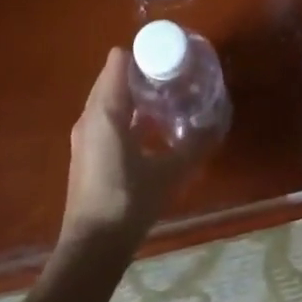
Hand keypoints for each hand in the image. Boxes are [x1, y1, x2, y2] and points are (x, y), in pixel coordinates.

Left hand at [58, 48, 206, 251]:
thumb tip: (217, 124)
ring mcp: (84, 136)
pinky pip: (106, 119)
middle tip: (174, 76)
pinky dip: (126, 115)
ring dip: (133, 95)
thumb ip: (193, 146)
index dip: (143, 53)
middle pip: (112, 77)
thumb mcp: (168, 173)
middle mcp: (89, 116)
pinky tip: (151, 130)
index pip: (118, 61)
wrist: (92, 248)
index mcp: (105, 111)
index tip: (169, 57)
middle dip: (142, 72)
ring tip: (167, 99)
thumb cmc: (128, 202)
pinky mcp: (86, 154)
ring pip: (108, 100)